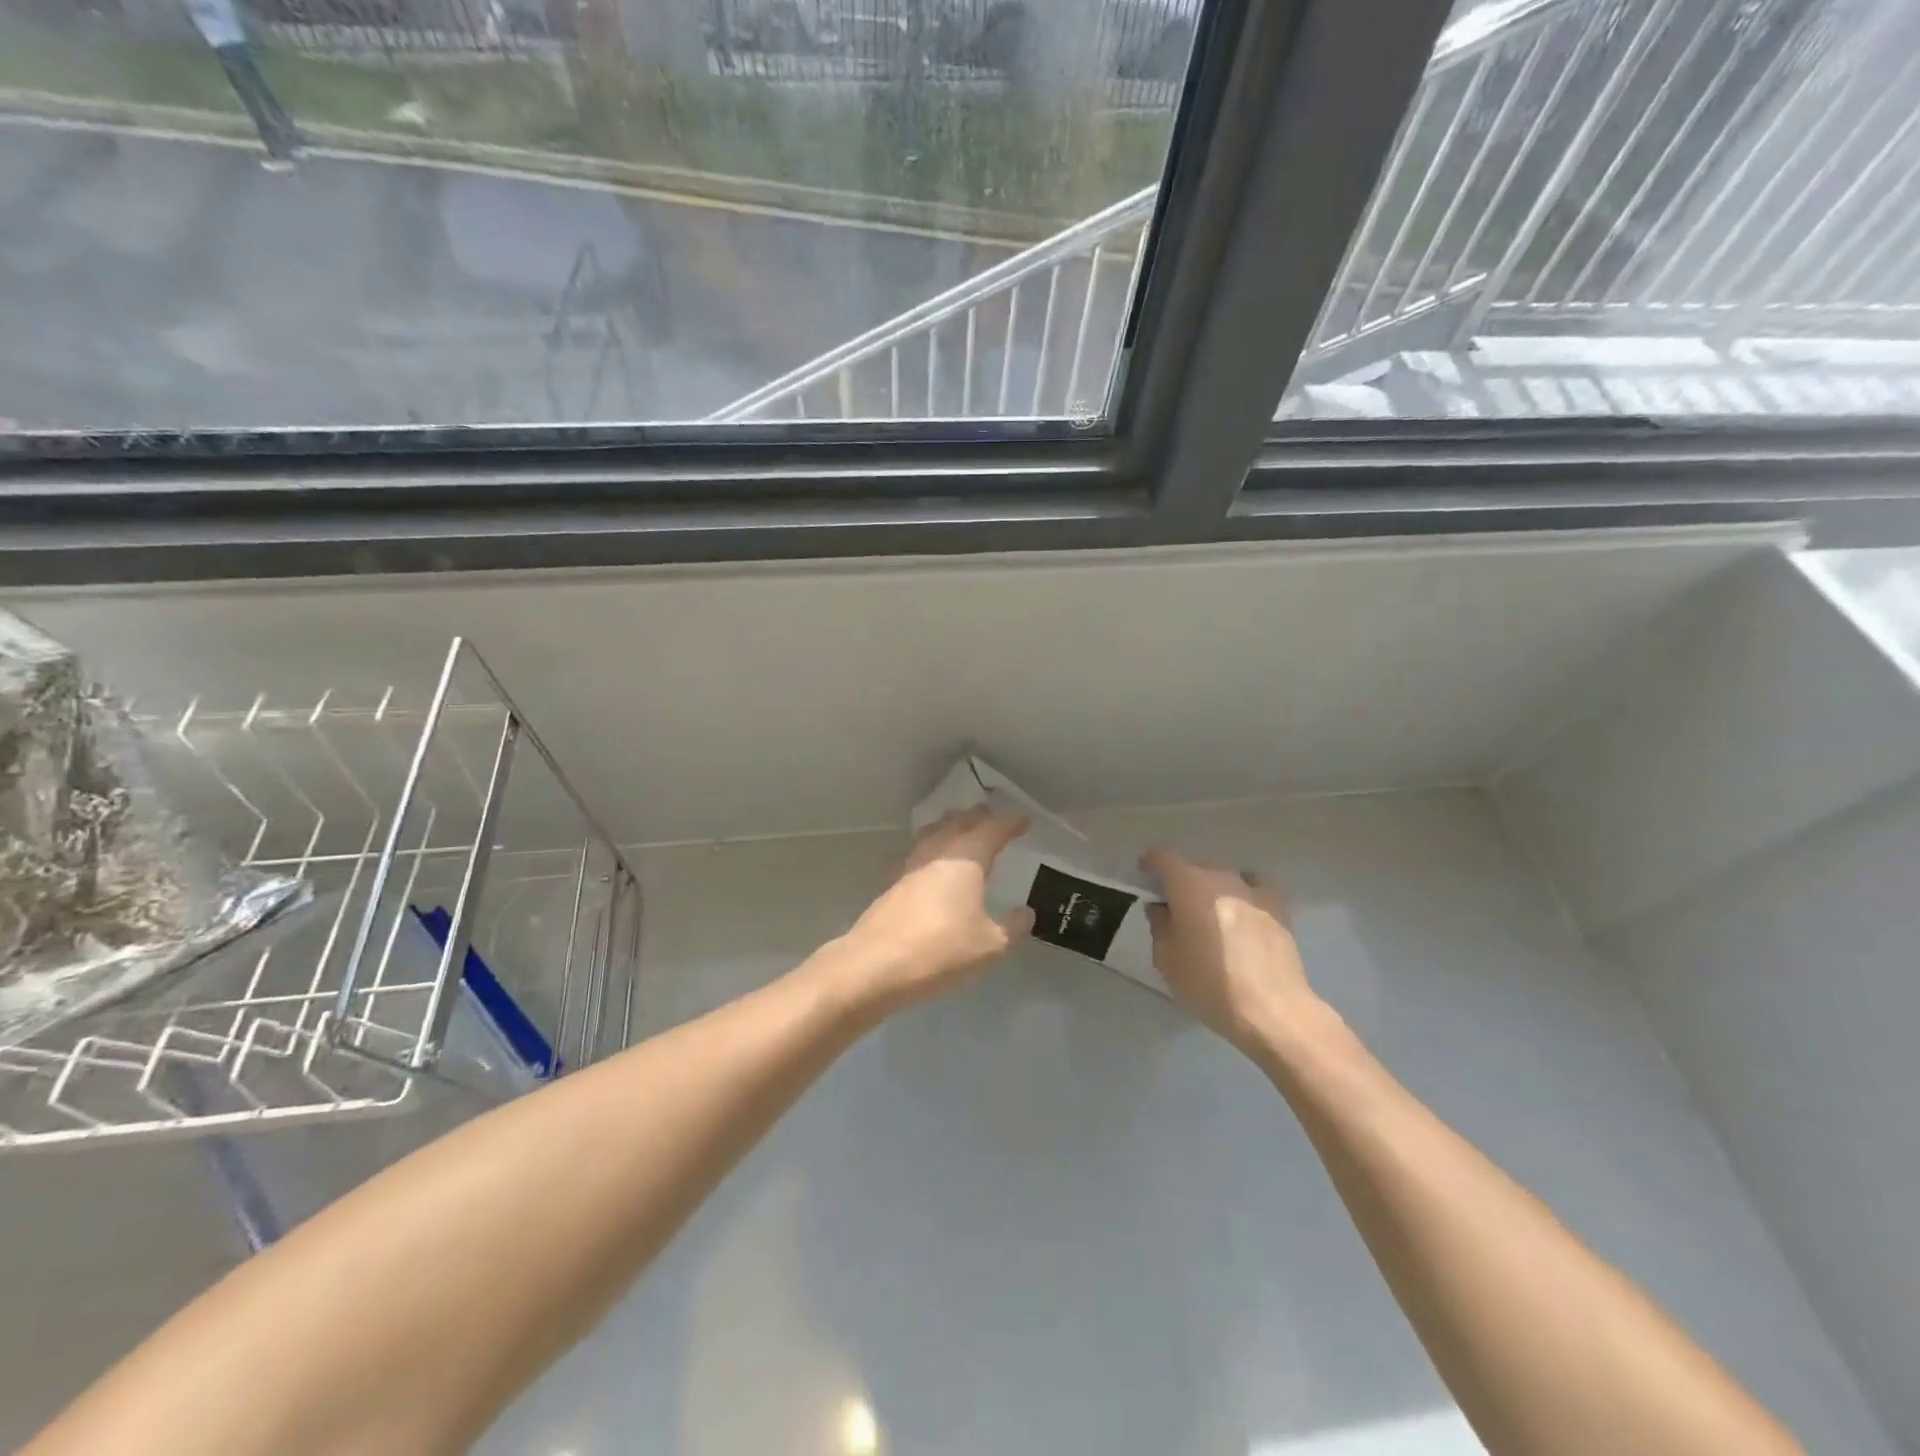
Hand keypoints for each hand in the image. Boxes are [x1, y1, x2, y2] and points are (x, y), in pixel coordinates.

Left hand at [837, 806, 1034, 1014]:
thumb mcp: (989, 946)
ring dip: (949, 827)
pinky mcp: (892, 885)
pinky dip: (930, 848)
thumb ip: (1012, 927)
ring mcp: (910, 868)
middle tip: (991, 816)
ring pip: (933, 834)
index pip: (992, 831)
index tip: (1023, 820)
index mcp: (966, 860)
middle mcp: (937, 854)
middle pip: (958, 823)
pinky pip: (917, 854)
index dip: (1009, 824)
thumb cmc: (941, 950)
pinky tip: (931, 864)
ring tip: (960, 830)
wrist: (875, 965)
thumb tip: (1026, 913)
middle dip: (977, 817)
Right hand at [1143, 848, 1320, 1055]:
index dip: (1150, 864)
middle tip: (1177, 911)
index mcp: (1188, 885)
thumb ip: (1160, 925)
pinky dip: (1244, 896)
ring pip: (1224, 879)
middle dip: (1182, 884)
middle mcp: (1221, 877)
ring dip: (1213, 892)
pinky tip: (1243, 916)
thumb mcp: (1166, 960)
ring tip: (1212, 918)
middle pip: (1194, 868)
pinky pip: (1254, 889)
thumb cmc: (1209, 985)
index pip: (1163, 857)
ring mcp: (1253, 890)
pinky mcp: (1279, 907)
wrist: (1272, 1010)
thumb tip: (1162, 908)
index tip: (1145, 878)